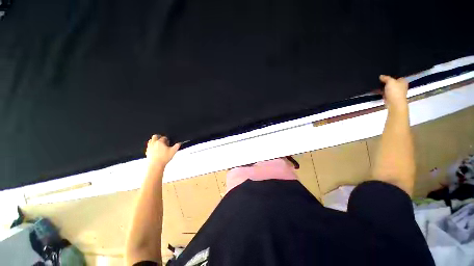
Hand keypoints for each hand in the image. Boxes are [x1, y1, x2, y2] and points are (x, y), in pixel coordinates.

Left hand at [145, 134, 180, 167]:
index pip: (164, 137)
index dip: (167, 139)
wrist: (155, 165)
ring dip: (154, 141)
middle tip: (162, 139)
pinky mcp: (147, 152)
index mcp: (160, 142)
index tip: (168, 142)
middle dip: (159, 137)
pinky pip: (148, 146)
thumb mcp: (173, 151)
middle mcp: (153, 143)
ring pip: (150, 141)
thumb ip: (177, 146)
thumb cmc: (163, 158)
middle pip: (155, 136)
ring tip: (158, 143)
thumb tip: (179, 143)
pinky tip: (155, 149)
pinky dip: (151, 146)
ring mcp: (149, 147)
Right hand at [379, 75, 408, 110]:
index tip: (384, 75)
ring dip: (384, 87)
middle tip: (379, 80)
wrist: (394, 103)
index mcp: (403, 81)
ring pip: (389, 87)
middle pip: (392, 82)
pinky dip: (382, 91)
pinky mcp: (391, 97)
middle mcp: (401, 86)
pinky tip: (378, 90)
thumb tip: (381, 76)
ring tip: (377, 85)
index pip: (397, 76)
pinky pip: (386, 92)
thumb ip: (386, 78)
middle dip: (386, 82)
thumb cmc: (395, 91)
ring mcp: (396, 92)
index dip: (390, 76)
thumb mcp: (390, 81)